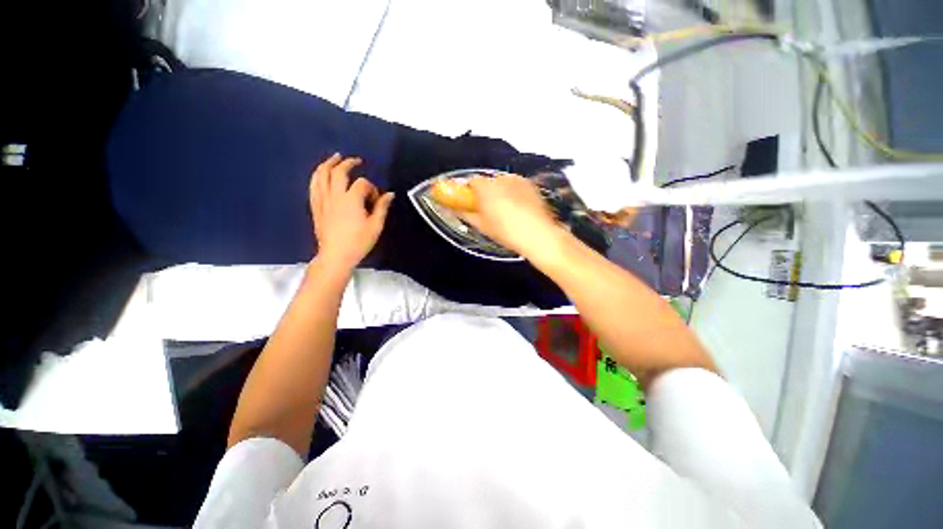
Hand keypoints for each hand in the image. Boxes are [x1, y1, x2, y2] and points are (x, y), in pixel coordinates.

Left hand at [309, 154, 393, 272]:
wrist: (336, 255)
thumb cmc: (359, 242)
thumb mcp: (376, 226)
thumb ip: (382, 207)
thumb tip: (390, 194)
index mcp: (352, 200)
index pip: (362, 183)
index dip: (371, 188)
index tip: (376, 199)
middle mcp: (335, 196)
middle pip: (339, 172)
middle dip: (348, 163)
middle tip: (356, 160)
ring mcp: (322, 200)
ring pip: (321, 175)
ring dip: (328, 163)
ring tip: (335, 157)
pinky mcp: (316, 206)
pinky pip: (313, 186)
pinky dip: (317, 176)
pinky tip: (321, 173)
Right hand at [457, 174, 563, 258]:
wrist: (538, 234)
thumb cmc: (505, 231)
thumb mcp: (482, 225)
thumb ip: (465, 213)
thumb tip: (456, 209)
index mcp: (486, 187)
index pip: (471, 181)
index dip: (469, 192)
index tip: (470, 203)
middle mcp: (501, 178)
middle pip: (488, 182)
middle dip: (485, 193)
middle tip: (488, 210)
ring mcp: (519, 180)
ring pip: (503, 183)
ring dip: (500, 192)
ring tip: (506, 211)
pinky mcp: (531, 185)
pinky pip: (516, 187)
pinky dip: (514, 194)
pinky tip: (519, 209)